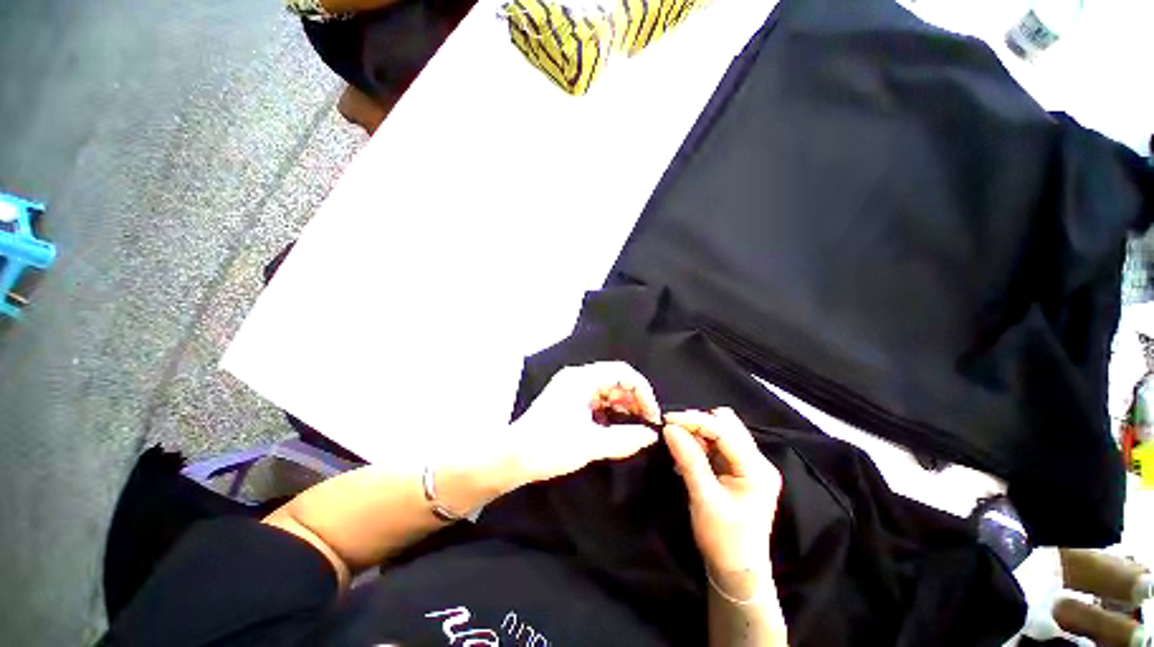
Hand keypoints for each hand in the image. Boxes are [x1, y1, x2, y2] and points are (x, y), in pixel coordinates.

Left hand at [507, 361, 661, 485]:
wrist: (511, 458)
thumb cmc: (549, 447)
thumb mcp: (590, 444)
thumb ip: (625, 439)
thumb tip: (651, 436)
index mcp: (582, 378)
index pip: (622, 372)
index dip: (642, 391)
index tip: (652, 416)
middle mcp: (578, 377)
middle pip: (615, 380)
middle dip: (634, 400)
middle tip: (646, 424)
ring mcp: (572, 388)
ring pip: (607, 390)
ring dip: (623, 406)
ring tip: (634, 427)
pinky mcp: (569, 401)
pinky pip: (597, 400)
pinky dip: (610, 412)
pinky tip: (615, 428)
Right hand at [664, 408, 781, 589]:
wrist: (737, 572)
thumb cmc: (723, 540)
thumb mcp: (703, 499)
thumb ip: (688, 459)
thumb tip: (669, 428)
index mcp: (757, 469)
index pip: (724, 430)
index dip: (695, 421)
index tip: (667, 420)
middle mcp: (758, 461)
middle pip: (726, 424)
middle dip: (697, 424)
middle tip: (673, 434)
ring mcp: (749, 464)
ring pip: (721, 431)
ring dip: (698, 433)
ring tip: (680, 446)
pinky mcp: (738, 468)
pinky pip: (717, 443)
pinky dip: (700, 444)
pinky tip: (687, 455)